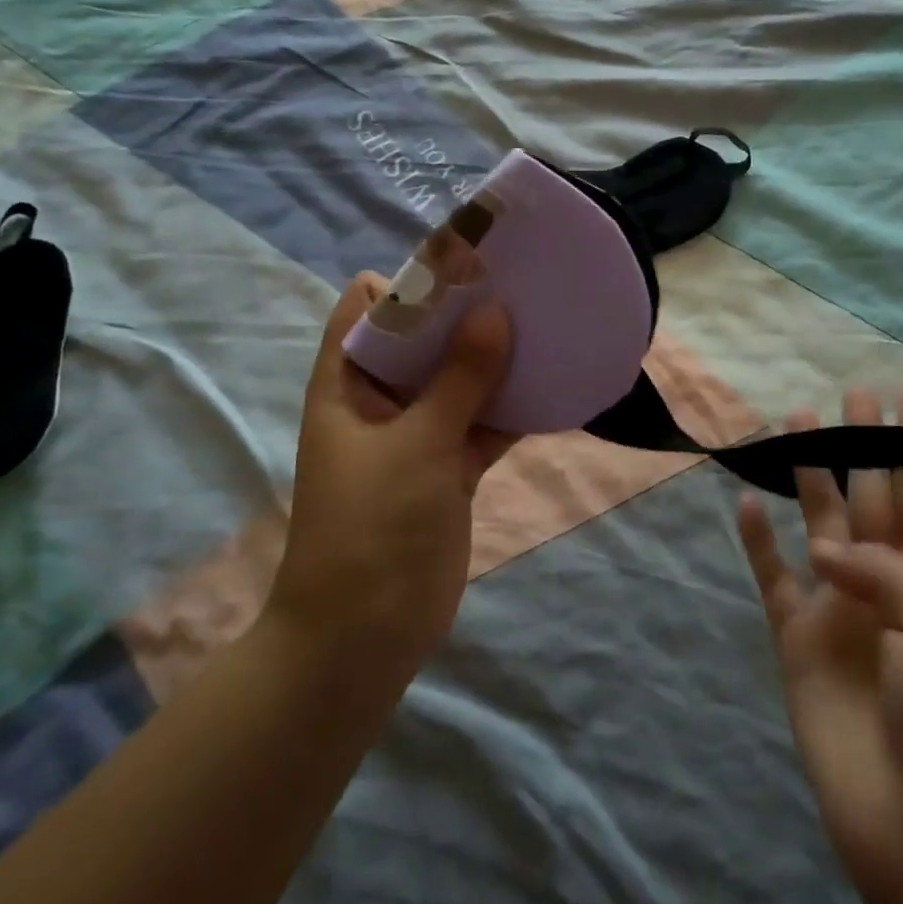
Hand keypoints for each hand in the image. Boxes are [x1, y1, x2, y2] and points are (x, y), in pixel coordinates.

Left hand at [267, 272, 515, 680]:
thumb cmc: (372, 528)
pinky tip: (554, 385)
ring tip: (546, 322)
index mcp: (348, 382)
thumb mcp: (417, 444)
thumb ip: (459, 379)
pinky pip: (482, 421)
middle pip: (421, 338)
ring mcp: (416, 432)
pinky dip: (511, 407)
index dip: (409, 280)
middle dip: (466, 314)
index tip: (466, 264)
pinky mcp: (448, 465)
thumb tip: (495, 312)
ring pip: (458, 379)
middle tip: (521, 286)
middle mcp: (380, 398)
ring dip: (495, 358)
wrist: (364, 638)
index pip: (367, 307)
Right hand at [738, 388, 902, 903]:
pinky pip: (771, 575)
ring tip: (794, 424)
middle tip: (851, 396)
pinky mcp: (798, 638)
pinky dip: (757, 540)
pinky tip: (744, 501)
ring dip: (809, 477)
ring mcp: (842, 609)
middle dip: (864, 446)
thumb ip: (887, 569)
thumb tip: (829, 551)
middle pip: (873, 496)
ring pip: (820, 523)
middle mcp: (891, 584)